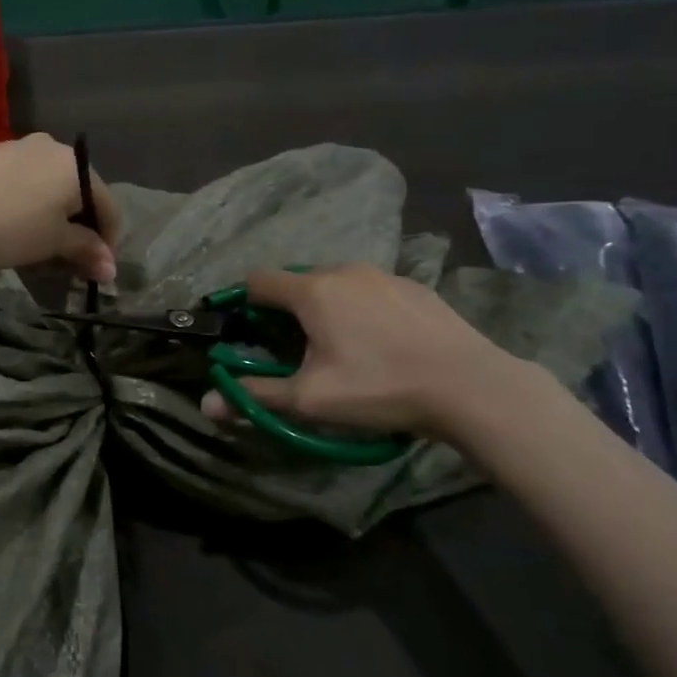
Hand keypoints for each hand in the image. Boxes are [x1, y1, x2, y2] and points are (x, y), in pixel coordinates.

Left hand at [0, 134, 120, 281]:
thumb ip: (85, 251)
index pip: (108, 206)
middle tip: (69, 264)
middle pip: (79, 194)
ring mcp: (18, 148)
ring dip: (53, 220)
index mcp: (77, 166)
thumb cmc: (8, 225)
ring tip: (39, 250)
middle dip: (79, 231)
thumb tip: (111, 267)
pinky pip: (23, 184)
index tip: (97, 272)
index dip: (107, 243)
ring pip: (49, 188)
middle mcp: (52, 148)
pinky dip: (28, 207)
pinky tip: (13, 228)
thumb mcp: (52, 243)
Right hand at [200, 264, 523, 436]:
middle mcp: (345, 271)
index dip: (243, 303)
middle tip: (292, 348)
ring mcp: (384, 275)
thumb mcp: (310, 400)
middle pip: (298, 281)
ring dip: (325, 307)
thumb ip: (255, 396)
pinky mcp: (415, 287)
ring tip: (339, 346)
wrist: (471, 386)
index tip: (245, 331)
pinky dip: (361, 308)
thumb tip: (205, 405)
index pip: (258, 281)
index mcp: (313, 290)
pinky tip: (380, 342)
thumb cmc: (379, 388)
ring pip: (337, 284)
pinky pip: (370, 291)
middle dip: (286, 309)